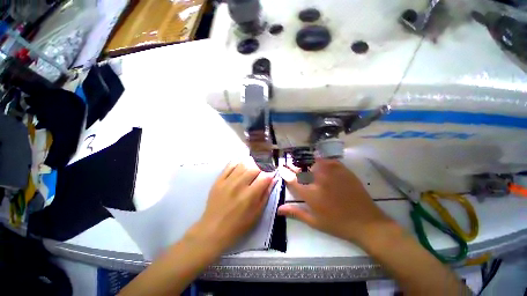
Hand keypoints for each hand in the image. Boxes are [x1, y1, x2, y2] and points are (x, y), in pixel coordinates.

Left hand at [189, 160, 275, 251]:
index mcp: (250, 195)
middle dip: (261, 170)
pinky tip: (241, 168)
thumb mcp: (257, 213)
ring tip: (251, 171)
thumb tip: (273, 179)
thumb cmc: (239, 224)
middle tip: (260, 176)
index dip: (270, 175)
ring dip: (251, 165)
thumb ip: (266, 194)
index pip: (265, 177)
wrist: (214, 228)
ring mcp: (228, 181)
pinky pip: (230, 165)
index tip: (270, 177)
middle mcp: (239, 185)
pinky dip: (238, 163)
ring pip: (243, 164)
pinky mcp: (219, 180)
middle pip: (255, 168)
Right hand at [278, 159, 393, 244]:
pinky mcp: (343, 171)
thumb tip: (279, 209)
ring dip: (306, 163)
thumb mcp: (314, 222)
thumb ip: (295, 213)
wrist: (366, 223)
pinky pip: (328, 161)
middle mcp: (319, 181)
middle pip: (301, 169)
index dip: (285, 172)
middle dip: (293, 166)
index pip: (292, 179)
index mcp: (311, 194)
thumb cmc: (337, 224)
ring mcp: (332, 174)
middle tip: (291, 165)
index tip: (281, 168)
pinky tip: (320, 162)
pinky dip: (321, 160)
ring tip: (304, 165)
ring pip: (314, 162)